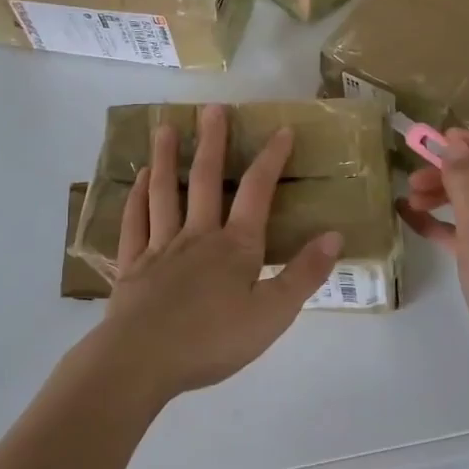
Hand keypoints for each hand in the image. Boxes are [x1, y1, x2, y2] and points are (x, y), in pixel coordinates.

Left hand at [95, 104, 341, 405]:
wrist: (142, 360)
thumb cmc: (212, 341)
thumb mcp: (272, 315)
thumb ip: (304, 275)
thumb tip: (335, 235)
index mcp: (236, 247)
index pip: (257, 193)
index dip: (271, 159)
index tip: (280, 129)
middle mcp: (198, 236)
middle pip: (205, 180)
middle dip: (213, 142)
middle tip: (212, 108)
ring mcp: (160, 247)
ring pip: (164, 193)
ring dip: (167, 158)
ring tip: (166, 127)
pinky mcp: (132, 265)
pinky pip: (134, 222)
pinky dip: (136, 197)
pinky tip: (138, 180)